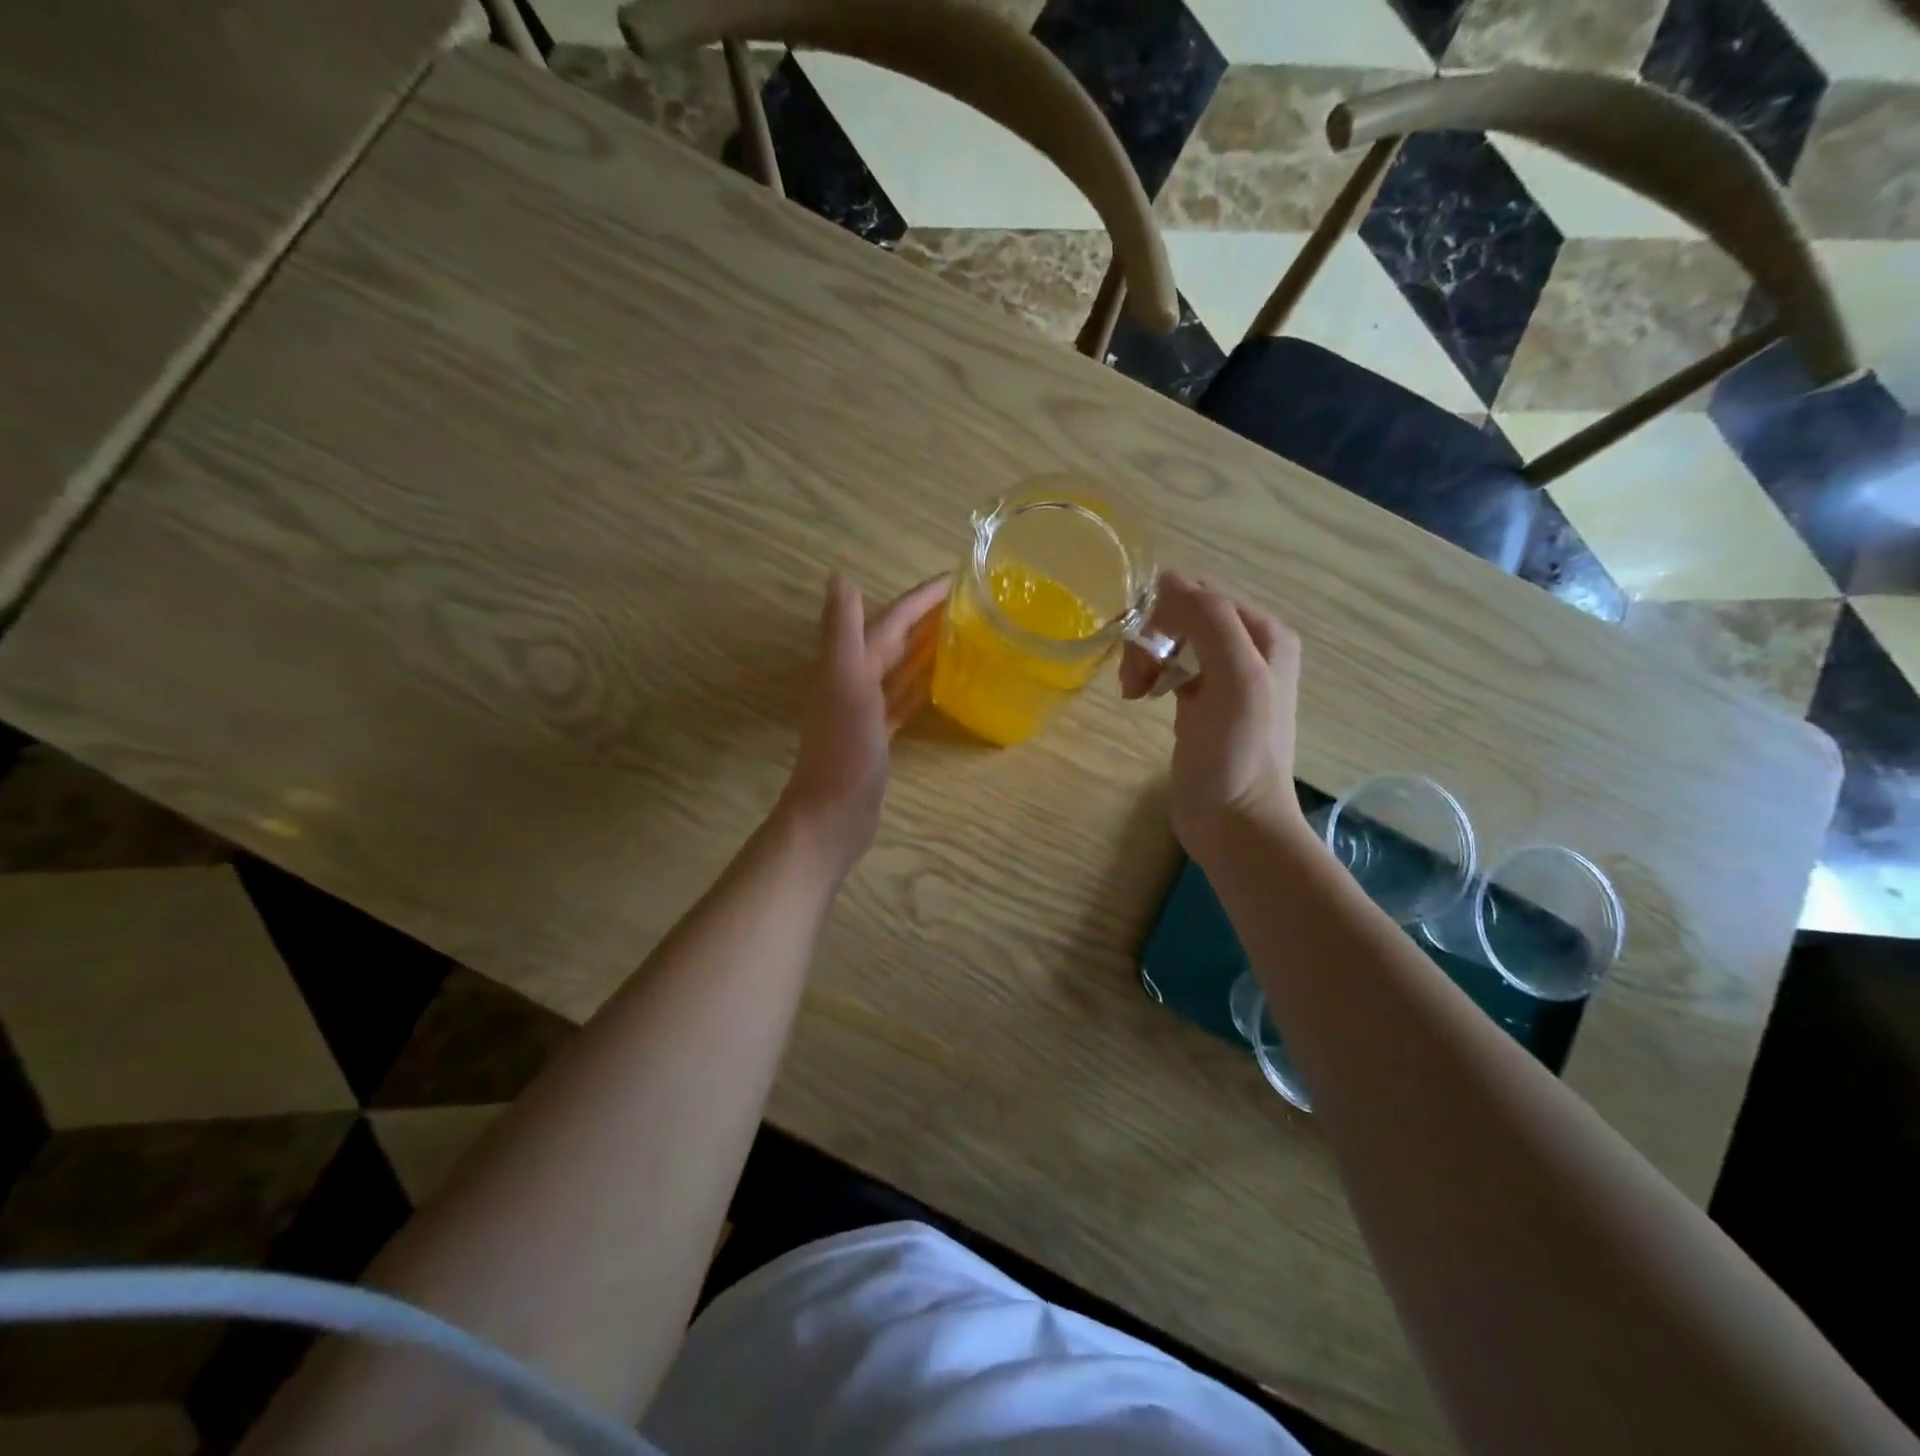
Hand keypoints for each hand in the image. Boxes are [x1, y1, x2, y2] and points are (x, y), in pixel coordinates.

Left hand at [776, 572, 949, 877]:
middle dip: (927, 618)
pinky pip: (904, 701)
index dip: (920, 598)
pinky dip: (921, 687)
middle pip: (897, 640)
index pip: (891, 620)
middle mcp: (856, 680)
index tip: (958, 579)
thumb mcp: (845, 683)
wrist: (833, 815)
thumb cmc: (844, 750)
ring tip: (964, 635)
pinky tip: (942, 683)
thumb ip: (844, 632)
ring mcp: (867, 710)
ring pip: (901, 669)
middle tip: (970, 603)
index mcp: (850, 664)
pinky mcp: (879, 736)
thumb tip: (840, 576)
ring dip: (927, 650)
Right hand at [1120, 572, 1303, 862]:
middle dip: (1153, 637)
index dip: (1167, 612)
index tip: (1142, 645)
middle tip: (1135, 676)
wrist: (1236, 823)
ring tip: (1133, 690)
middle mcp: (1248, 649)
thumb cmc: (1238, 752)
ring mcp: (1224, 678)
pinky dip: (1150, 675)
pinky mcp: (1200, 705)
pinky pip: (1170, 669)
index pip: (1204, 594)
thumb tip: (1168, 578)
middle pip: (1185, 616)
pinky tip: (1138, 696)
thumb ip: (1210, 621)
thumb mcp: (1235, 677)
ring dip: (1147, 658)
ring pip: (1173, 642)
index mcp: (1264, 634)